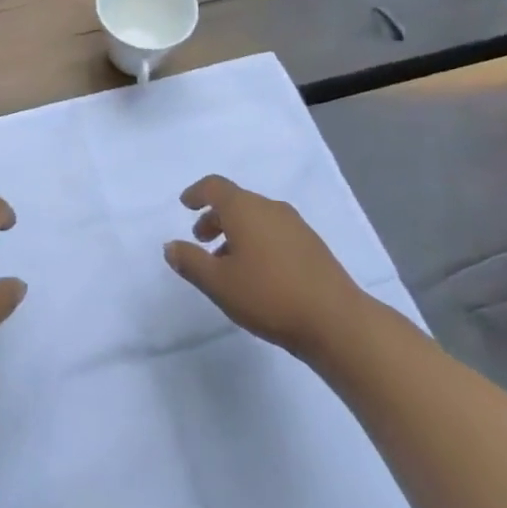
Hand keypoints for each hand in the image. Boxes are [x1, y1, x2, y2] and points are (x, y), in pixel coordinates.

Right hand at [163, 175, 360, 357]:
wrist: (336, 320)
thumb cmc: (268, 295)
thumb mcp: (218, 283)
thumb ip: (190, 261)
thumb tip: (170, 245)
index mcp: (245, 208)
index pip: (215, 186)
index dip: (197, 193)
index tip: (185, 205)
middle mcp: (270, 208)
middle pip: (236, 202)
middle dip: (215, 217)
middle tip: (201, 240)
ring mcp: (295, 225)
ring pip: (256, 218)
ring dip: (236, 233)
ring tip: (226, 264)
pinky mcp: (312, 245)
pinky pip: (274, 232)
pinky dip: (257, 241)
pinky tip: (257, 273)